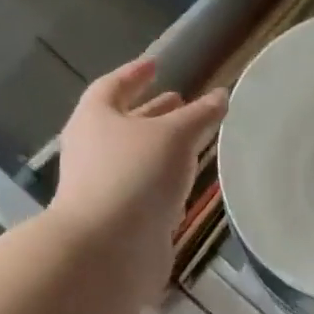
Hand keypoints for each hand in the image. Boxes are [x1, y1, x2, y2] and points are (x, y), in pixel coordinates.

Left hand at [52, 60, 226, 304]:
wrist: (108, 248)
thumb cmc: (135, 176)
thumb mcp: (174, 136)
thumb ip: (199, 116)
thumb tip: (220, 95)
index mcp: (95, 118)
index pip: (114, 86)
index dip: (136, 74)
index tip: (157, 65)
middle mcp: (93, 150)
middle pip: (123, 123)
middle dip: (153, 112)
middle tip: (181, 102)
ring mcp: (103, 186)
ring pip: (136, 159)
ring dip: (161, 149)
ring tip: (191, 143)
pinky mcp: (118, 218)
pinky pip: (143, 191)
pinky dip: (163, 183)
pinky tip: (185, 186)